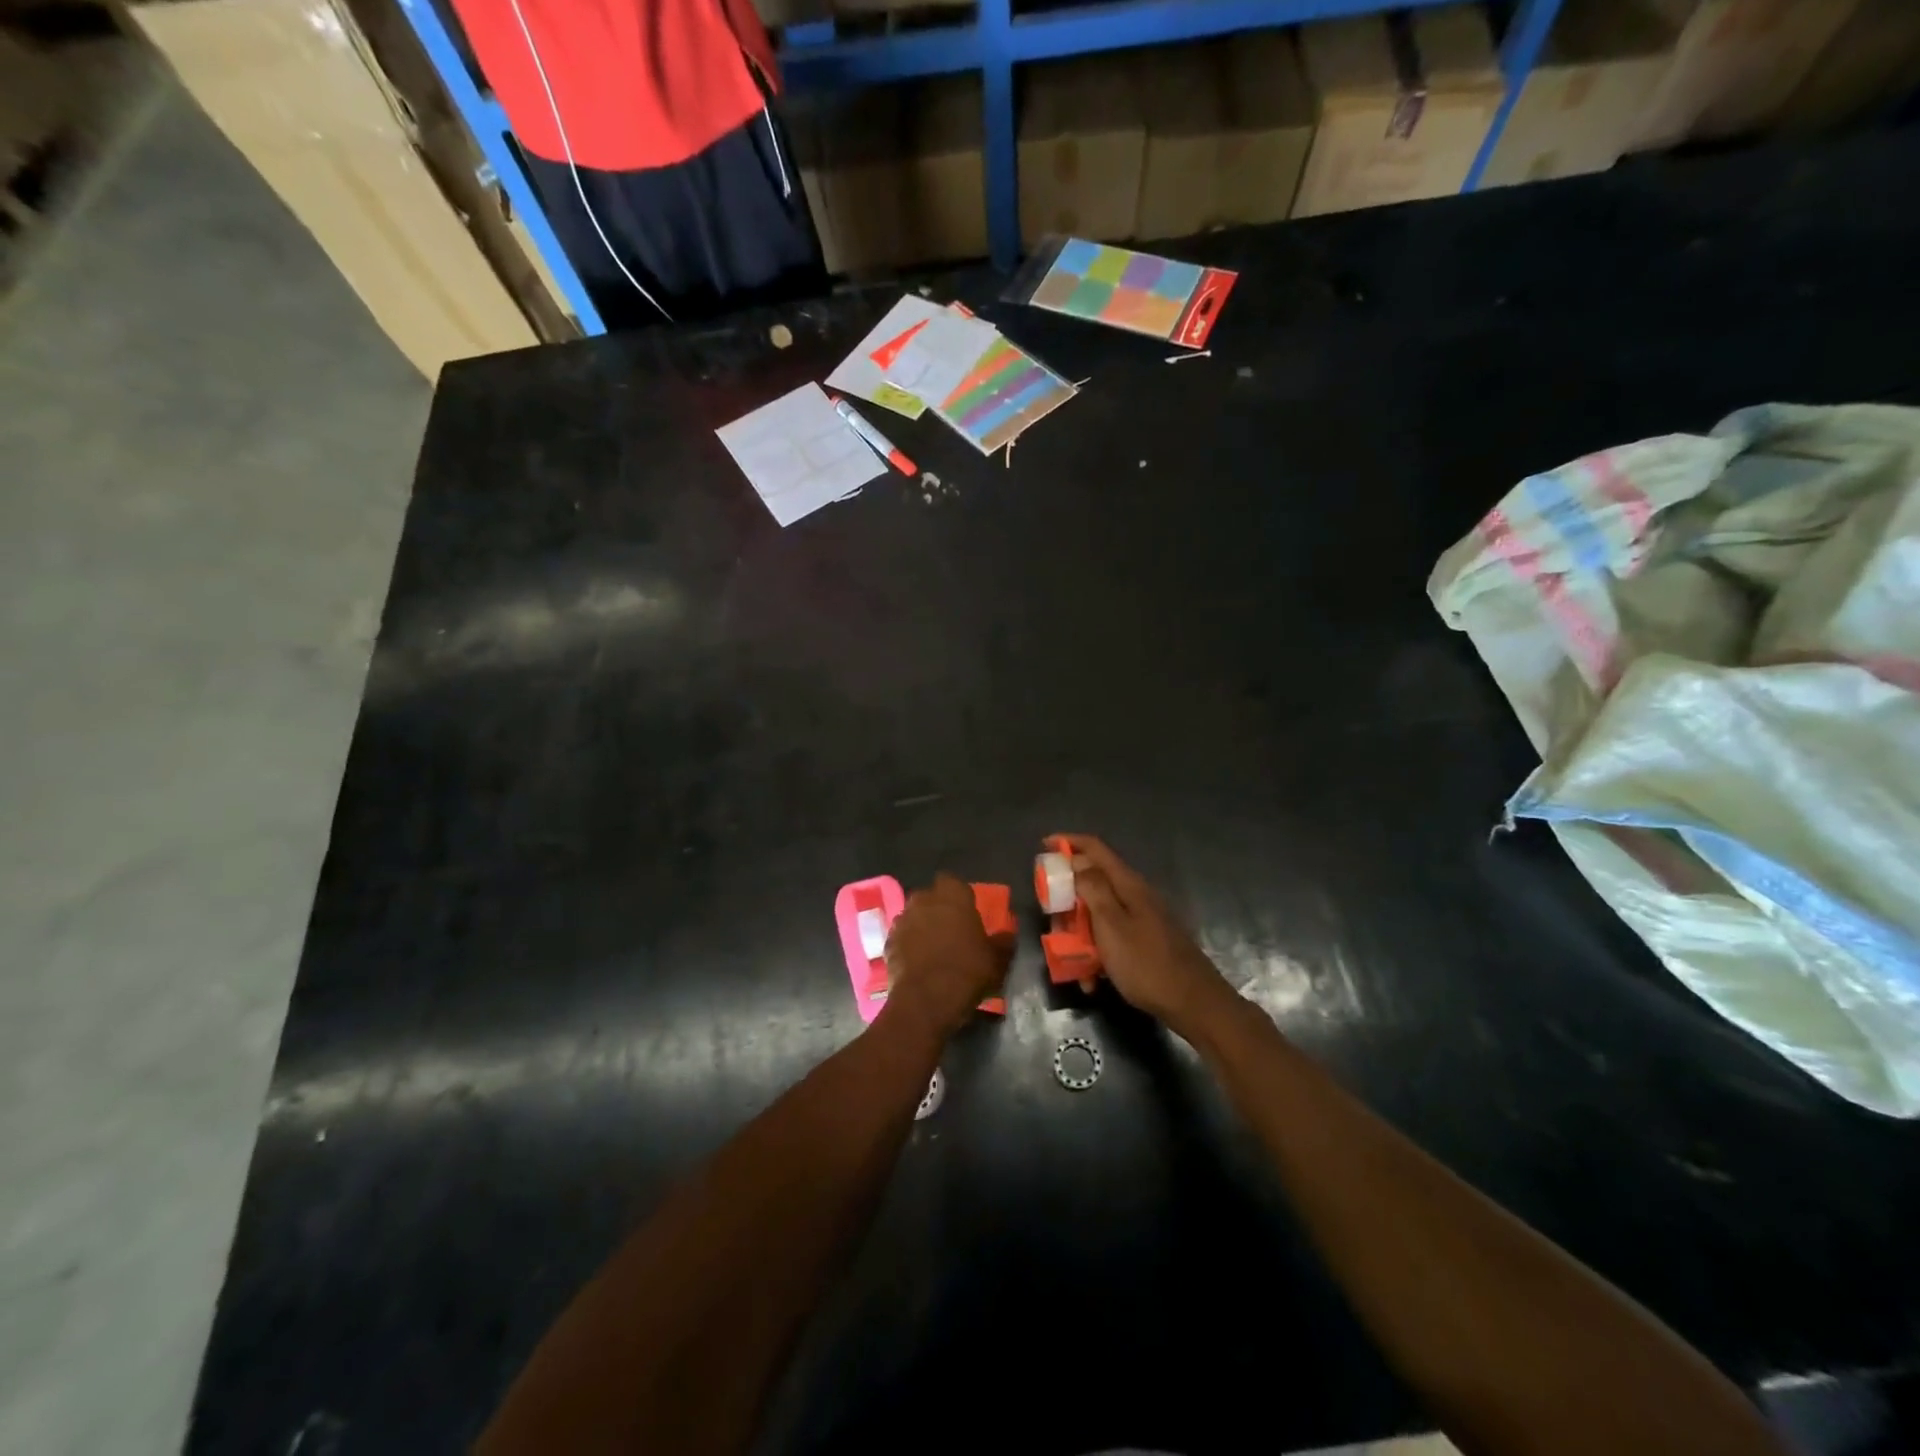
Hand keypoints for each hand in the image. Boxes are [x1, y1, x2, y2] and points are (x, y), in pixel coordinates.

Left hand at [882, 873, 1006, 1041]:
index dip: (959, 895)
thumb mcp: (998, 959)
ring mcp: (902, 920)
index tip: (967, 912)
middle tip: (952, 930)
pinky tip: (918, 963)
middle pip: (930, 897)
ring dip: (922, 926)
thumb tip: (1007, 934)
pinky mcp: (887, 942)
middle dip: (938, 909)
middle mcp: (923, 899)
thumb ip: (1003, 941)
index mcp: (952, 895)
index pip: (953, 881)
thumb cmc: (967, 971)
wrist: (926, 1000)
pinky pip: (902, 938)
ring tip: (934, 949)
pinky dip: (908, 946)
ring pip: (914, 916)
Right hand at [1059, 835, 1235, 1039]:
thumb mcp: (1112, 926)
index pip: (1095, 849)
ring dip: (1080, 932)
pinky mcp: (1146, 942)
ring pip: (1100, 914)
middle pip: (1094, 882)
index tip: (1043, 846)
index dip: (1069, 842)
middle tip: (1051, 917)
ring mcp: (1143, 919)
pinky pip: (1112, 939)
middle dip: (1068, 898)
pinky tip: (1092, 980)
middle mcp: (1136, 896)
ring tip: (1067, 957)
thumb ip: (1093, 890)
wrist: (1193, 1004)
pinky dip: (1097, 953)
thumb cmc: (1146, 964)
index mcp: (1128, 885)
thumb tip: (1078, 861)